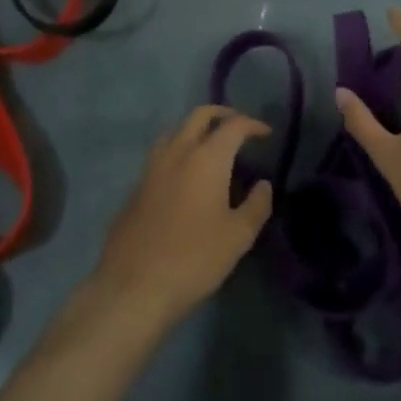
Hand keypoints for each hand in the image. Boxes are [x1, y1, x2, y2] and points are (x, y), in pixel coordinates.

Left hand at [91, 106, 272, 329]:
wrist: (134, 286)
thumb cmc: (194, 259)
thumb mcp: (238, 237)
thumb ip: (256, 205)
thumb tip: (263, 185)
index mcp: (206, 158)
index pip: (233, 126)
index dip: (252, 124)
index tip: (266, 133)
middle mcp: (177, 152)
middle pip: (199, 116)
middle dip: (222, 115)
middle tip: (239, 128)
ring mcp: (152, 167)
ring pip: (176, 131)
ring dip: (196, 130)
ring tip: (211, 148)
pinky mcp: (136, 186)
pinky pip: (161, 155)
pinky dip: (179, 152)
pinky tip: (185, 177)